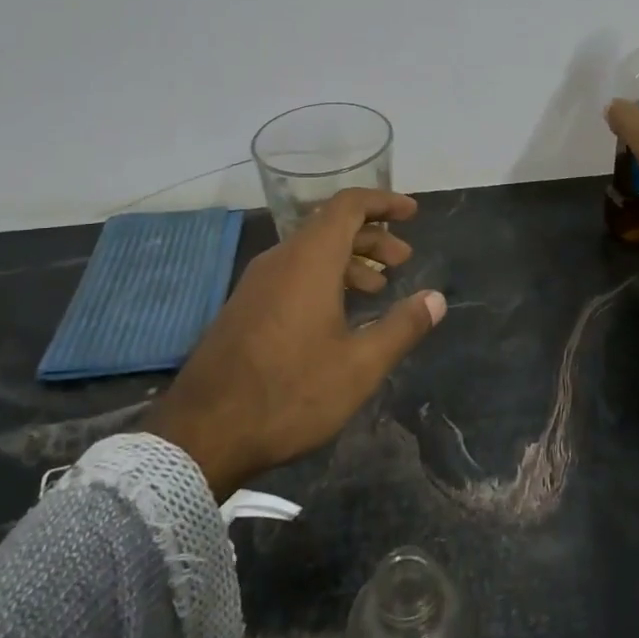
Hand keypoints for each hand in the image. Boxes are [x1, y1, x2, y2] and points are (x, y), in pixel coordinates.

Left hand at [144, 189, 445, 497]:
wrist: (202, 434)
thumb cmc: (290, 393)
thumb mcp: (359, 366)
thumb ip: (402, 327)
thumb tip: (436, 298)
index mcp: (309, 261)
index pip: (348, 206)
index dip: (383, 203)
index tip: (413, 213)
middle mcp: (280, 261)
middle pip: (331, 226)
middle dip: (372, 237)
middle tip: (403, 261)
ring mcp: (256, 284)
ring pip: (311, 252)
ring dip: (349, 260)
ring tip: (378, 288)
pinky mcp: (244, 307)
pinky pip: (292, 273)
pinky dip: (324, 278)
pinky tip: (338, 314)